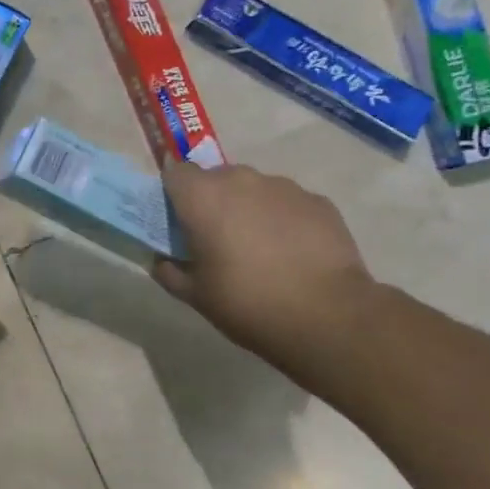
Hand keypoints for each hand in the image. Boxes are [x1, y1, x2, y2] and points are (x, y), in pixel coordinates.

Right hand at [156, 162, 382, 380]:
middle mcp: (241, 180)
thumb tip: (162, 262)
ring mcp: (284, 187)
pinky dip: (283, 220)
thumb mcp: (195, 296)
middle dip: (212, 202)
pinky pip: (288, 203)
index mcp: (203, 197)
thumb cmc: (247, 302)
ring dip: (249, 209)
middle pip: (216, 178)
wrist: (327, 315)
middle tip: (216, 240)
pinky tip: (292, 254)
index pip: (175, 173)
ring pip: (254, 189)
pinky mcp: (318, 201)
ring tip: (260, 250)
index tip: (178, 222)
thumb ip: (170, 272)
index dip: (174, 195)